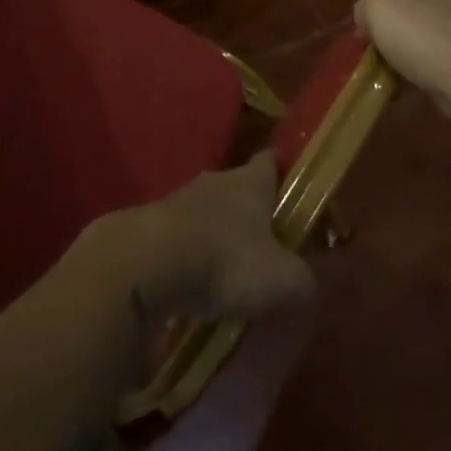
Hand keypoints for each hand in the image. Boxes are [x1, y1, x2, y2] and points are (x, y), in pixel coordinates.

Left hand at [112, 152, 314, 330]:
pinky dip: (182, 259)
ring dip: (211, 236)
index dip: (280, 172)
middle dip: (247, 212)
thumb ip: (302, 281)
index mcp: (251, 182)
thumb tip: (306, 285)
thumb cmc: (225, 260)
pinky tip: (187, 288)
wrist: (144, 267)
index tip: (289, 186)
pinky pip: (174, 241)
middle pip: (236, 188)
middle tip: (260, 243)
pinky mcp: (144, 228)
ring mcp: (175, 201)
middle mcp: (214, 181)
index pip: (270, 162)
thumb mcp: (282, 280)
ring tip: (222, 272)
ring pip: (202, 214)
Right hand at [354, 0, 450, 129]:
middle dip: (423, 14)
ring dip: (423, 47)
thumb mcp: (378, 5)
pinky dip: (428, 75)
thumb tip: (366, 18)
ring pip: (445, 36)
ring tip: (390, 64)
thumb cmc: (422, 29)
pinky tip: (402, 88)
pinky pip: (447, 67)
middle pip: (448, 1)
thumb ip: (368, 5)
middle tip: (390, 30)